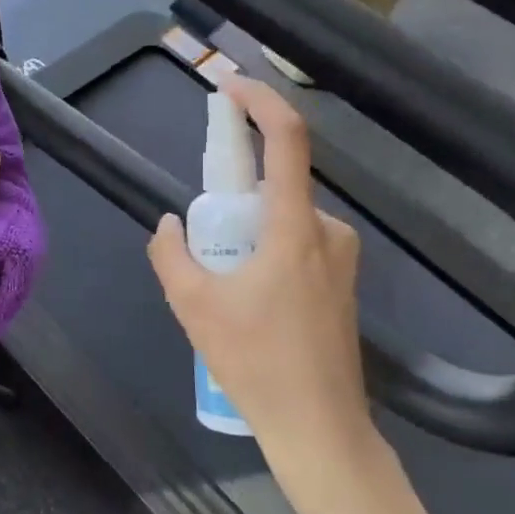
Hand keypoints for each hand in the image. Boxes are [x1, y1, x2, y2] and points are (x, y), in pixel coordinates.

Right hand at [146, 76, 380, 499]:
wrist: (320, 428)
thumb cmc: (256, 363)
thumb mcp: (193, 307)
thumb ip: (171, 254)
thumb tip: (170, 225)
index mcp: (295, 228)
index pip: (287, 140)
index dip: (260, 101)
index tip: (230, 86)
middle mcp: (328, 231)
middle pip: (276, 186)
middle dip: (234, 202)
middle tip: (205, 251)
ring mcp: (342, 257)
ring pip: (284, 219)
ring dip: (249, 235)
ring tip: (225, 292)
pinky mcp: (344, 281)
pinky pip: (297, 243)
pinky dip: (267, 253)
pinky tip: (251, 305)